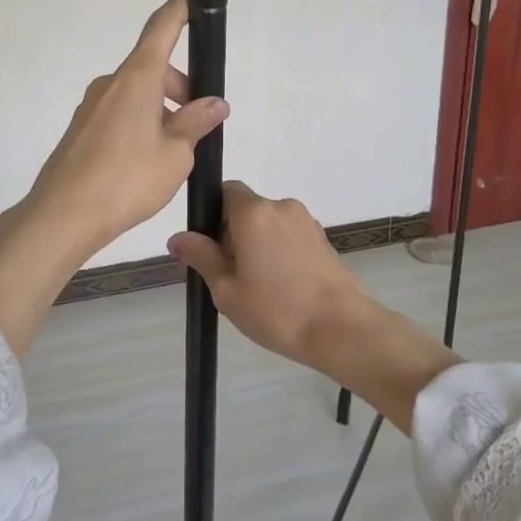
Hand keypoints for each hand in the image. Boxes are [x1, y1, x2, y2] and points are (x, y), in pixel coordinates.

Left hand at [24, 0, 228, 253]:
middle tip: (200, 122)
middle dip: (181, 87)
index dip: (179, 11)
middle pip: (153, 68)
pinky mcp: (82, 129)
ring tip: (175, 152)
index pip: (161, 29)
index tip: (192, 0)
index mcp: (136, 79)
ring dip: (161, 110)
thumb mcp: (176, 154)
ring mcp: (92, 106)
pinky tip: (146, 161)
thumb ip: (196, 123)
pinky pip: (120, 113)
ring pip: (137, 94)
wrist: (64, 214)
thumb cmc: (127, 179)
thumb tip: (214, 104)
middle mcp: (111, 84)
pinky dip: (141, 123)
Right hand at [166, 181, 366, 368]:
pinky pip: (290, 237)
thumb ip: (201, 257)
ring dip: (259, 246)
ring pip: (270, 225)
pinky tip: (284, 289)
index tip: (212, 249)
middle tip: (232, 277)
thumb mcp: (226, 289)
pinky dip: (281, 254)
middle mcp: (281, 206)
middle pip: (247, 210)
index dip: (213, 215)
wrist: (343, 330)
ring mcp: (307, 222)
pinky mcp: (324, 240)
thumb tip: (177, 237)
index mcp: (253, 212)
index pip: (225, 191)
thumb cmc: (277, 310)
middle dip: (234, 235)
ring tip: (260, 288)